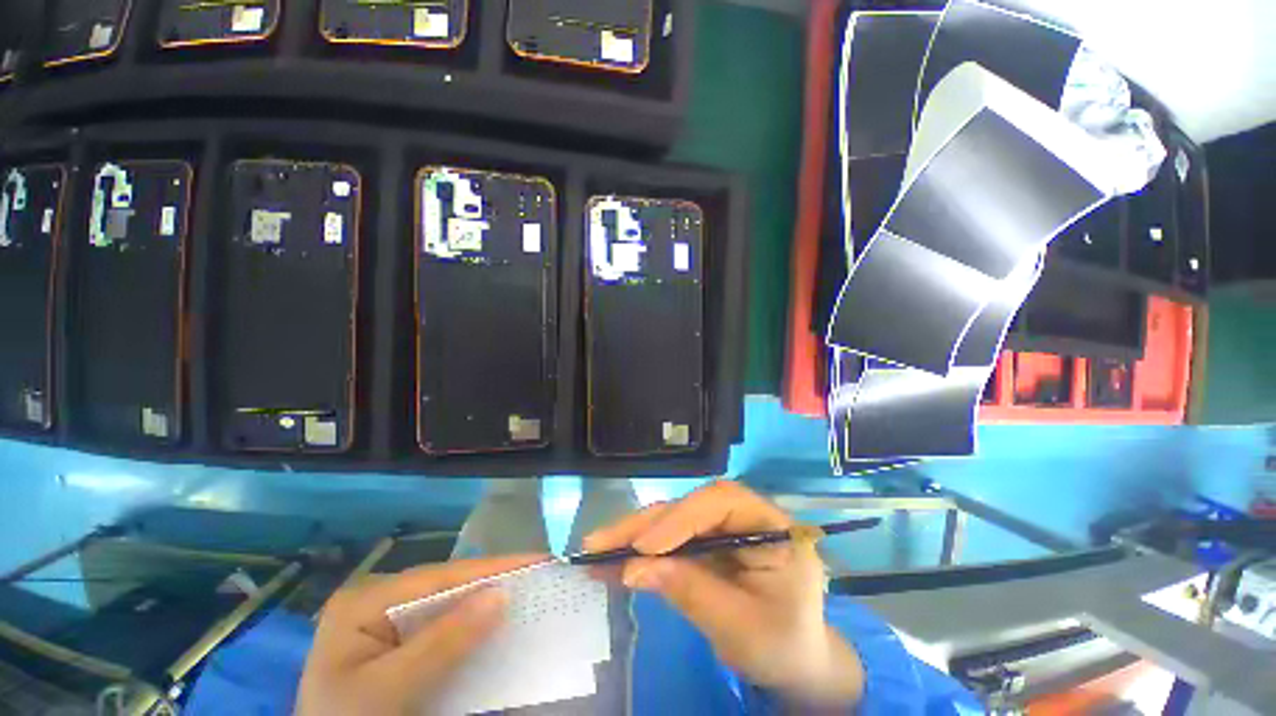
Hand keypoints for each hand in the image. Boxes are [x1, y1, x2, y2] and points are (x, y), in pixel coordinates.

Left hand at [296, 554, 542, 715]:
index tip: (537, 560)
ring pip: (448, 606)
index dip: (491, 567)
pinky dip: (471, 628)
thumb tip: (501, 594)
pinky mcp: (398, 645)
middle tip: (538, 576)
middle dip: (492, 582)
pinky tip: (494, 624)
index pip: (441, 576)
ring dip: (485, 603)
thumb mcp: (390, 690)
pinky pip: (442, 629)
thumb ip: (442, 643)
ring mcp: (387, 622)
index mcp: (365, 600)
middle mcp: (378, 601)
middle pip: (446, 586)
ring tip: (526, 592)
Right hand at [585, 481, 863, 707]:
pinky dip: (641, 553)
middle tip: (601, 541)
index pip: (722, 501)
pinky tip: (613, 561)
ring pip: (673, 521)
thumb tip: (634, 568)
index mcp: (771, 525)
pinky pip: (670, 541)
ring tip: (596, 549)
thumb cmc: (782, 646)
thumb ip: (689, 591)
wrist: (795, 665)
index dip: (681, 518)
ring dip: (635, 536)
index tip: (645, 547)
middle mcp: (744, 515)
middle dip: (645, 525)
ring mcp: (723, 528)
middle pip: (690, 507)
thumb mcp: (740, 626)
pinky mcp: (706, 543)